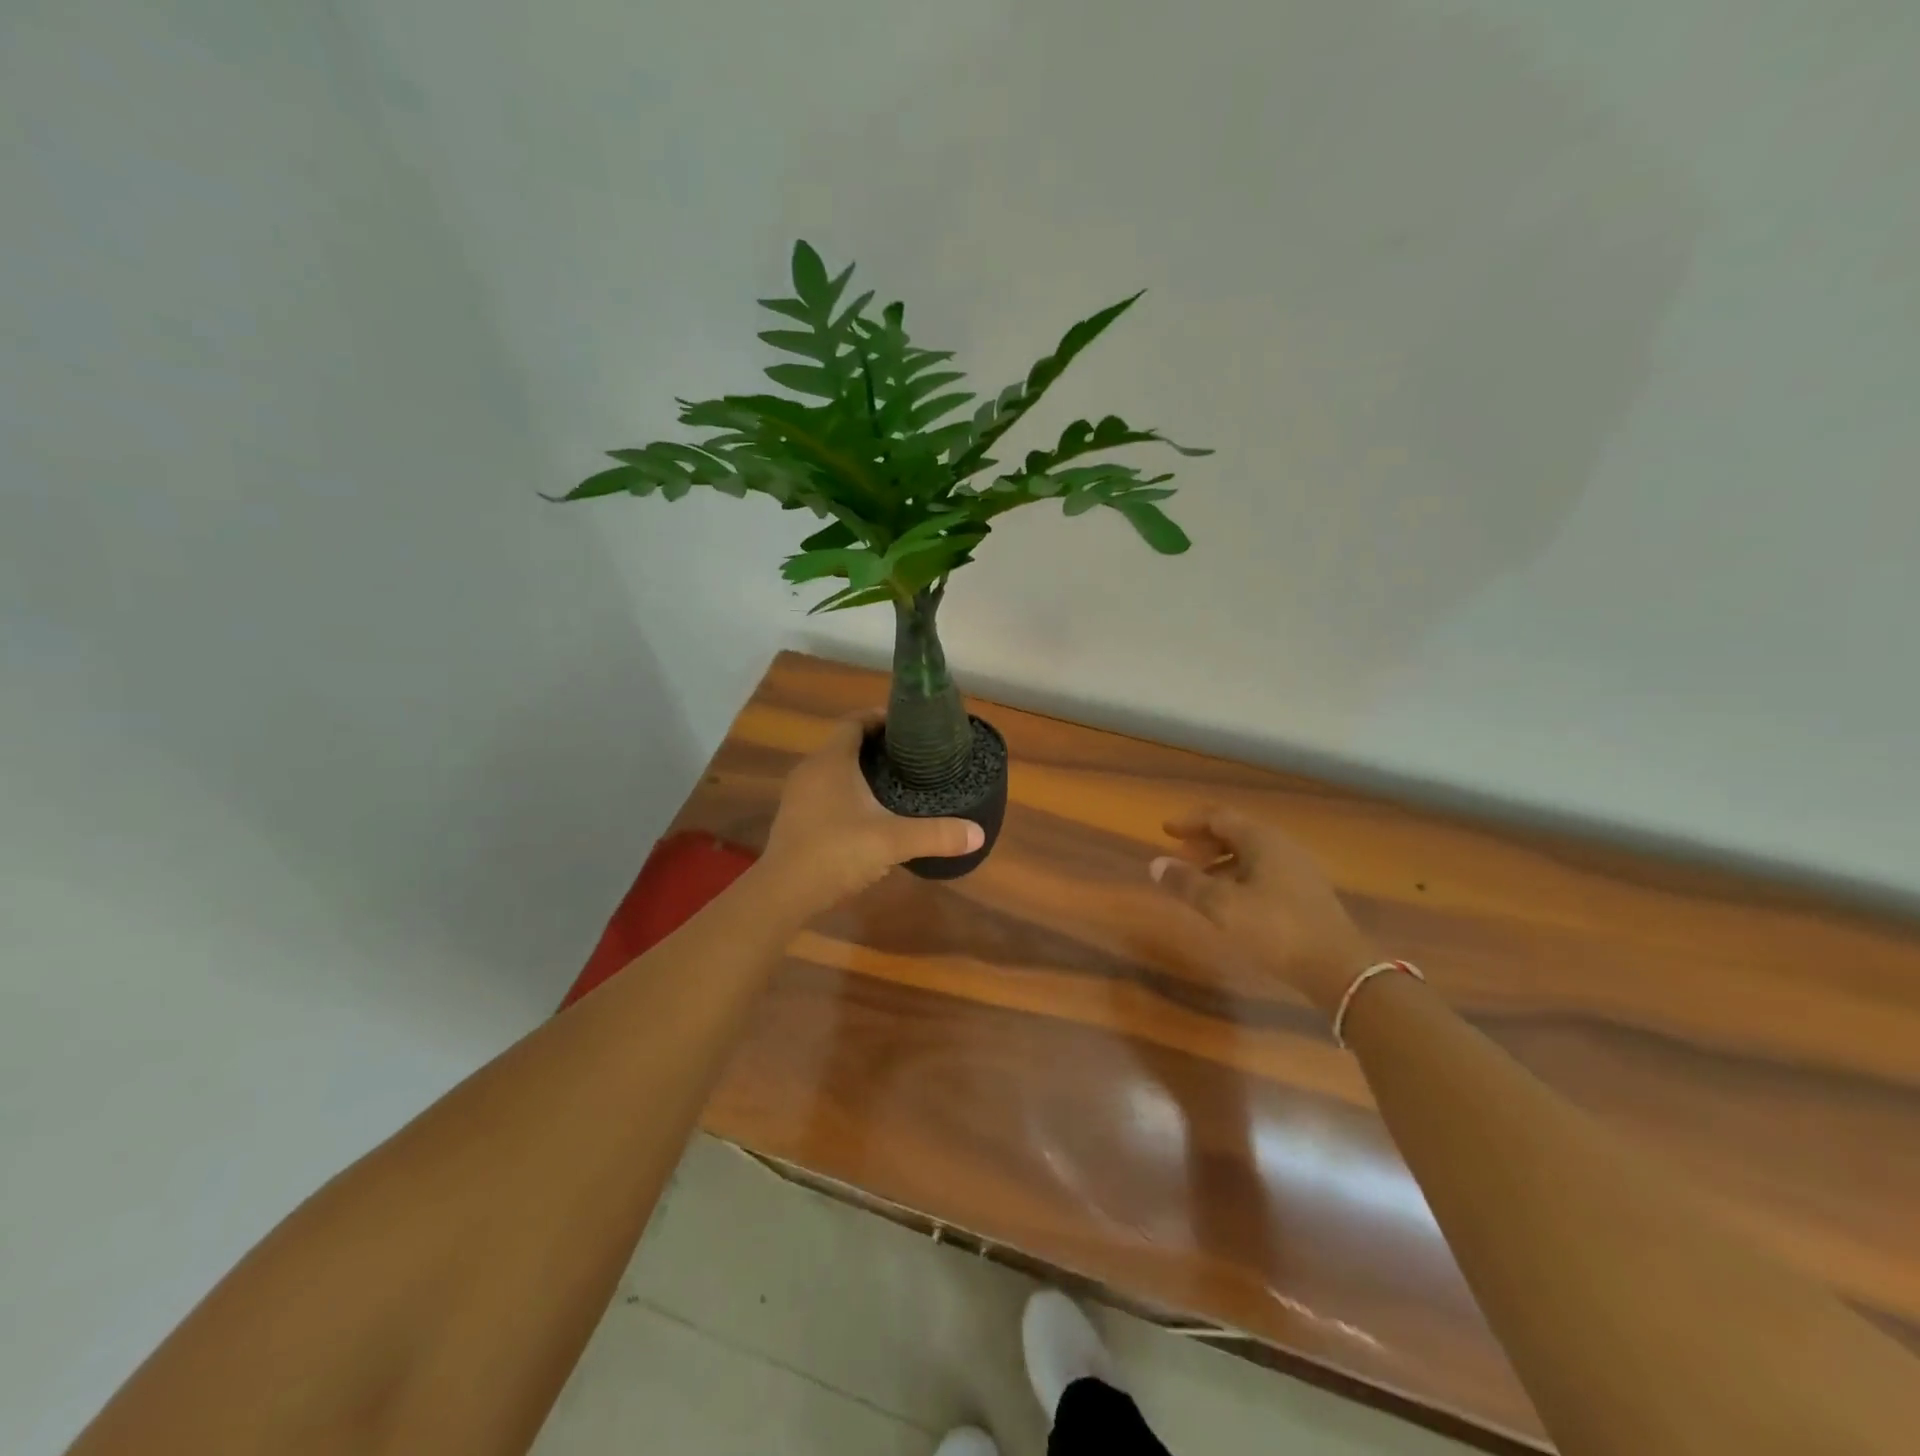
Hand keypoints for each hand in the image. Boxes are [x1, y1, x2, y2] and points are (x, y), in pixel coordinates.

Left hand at [761, 710, 983, 912]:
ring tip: (894, 783)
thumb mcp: (893, 841)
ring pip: (833, 771)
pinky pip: (824, 793)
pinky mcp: (795, 820)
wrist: (783, 893)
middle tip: (909, 756)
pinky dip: (846, 794)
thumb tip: (978, 834)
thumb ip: (936, 835)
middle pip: (844, 745)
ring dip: (859, 772)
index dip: (879, 718)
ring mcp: (798, 797)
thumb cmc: (836, 851)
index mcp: (831, 761)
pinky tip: (867, 816)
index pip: (854, 722)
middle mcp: (811, 770)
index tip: (907, 726)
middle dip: (875, 747)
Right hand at [1149, 806, 1372, 1013]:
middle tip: (1179, 858)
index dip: (1190, 822)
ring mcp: (1297, 870)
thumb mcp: (1222, 906)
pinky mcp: (1305, 894)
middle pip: (1236, 833)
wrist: (1339, 969)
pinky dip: (1238, 877)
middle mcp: (1281, 847)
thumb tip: (1156, 864)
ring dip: (1220, 862)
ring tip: (1198, 882)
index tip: (1165, 831)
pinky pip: (1262, 872)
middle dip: (1204, 842)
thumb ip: (1187, 883)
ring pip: (1250, 854)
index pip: (1219, 817)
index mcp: (1262, 840)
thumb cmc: (1276, 929)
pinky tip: (1229, 902)